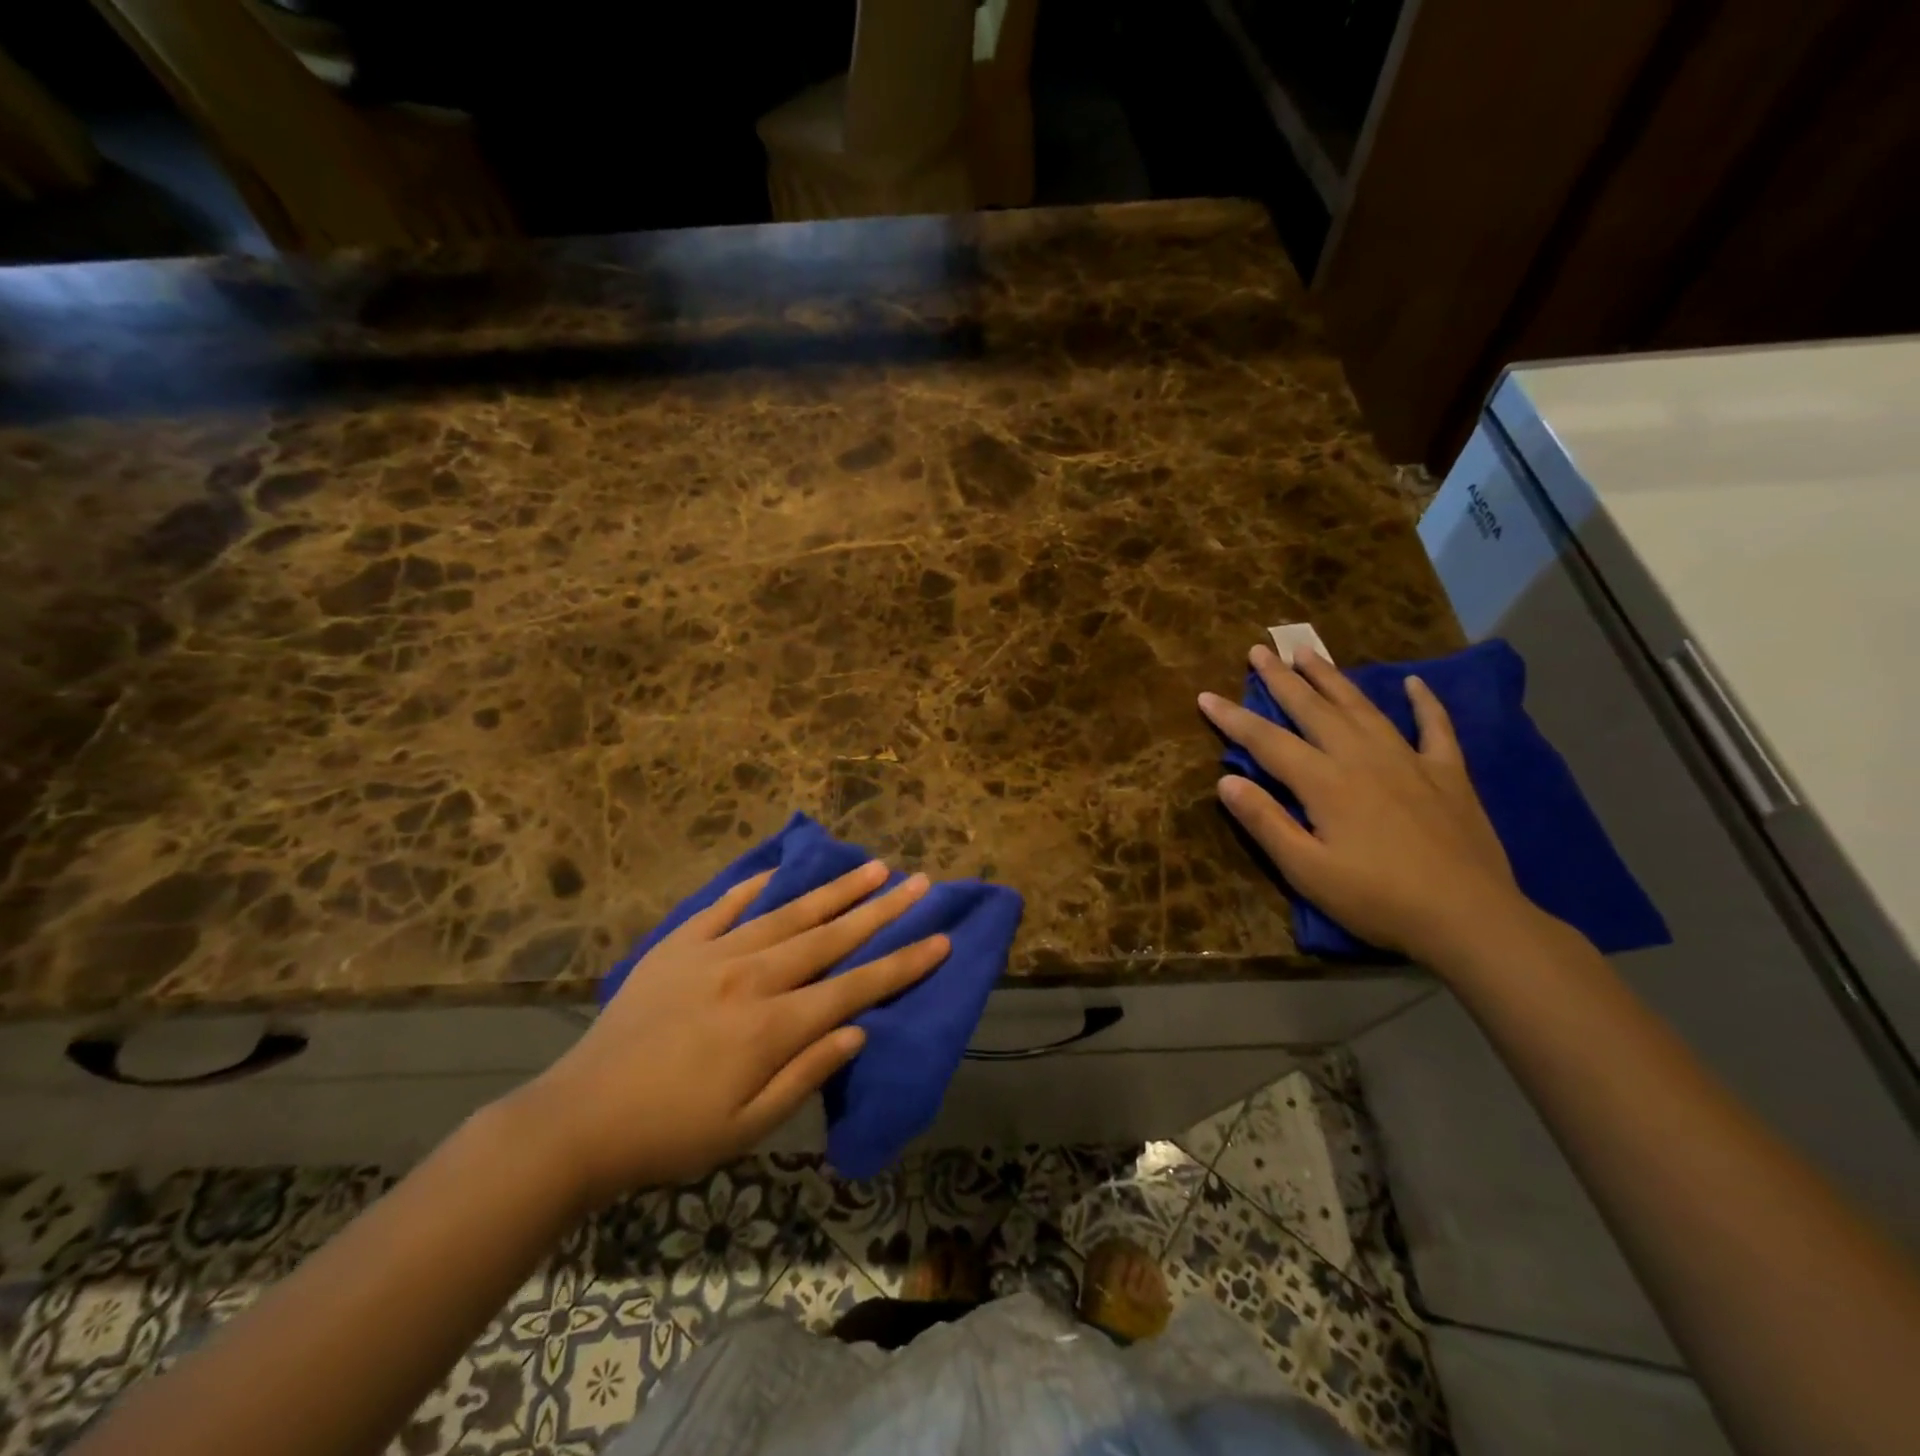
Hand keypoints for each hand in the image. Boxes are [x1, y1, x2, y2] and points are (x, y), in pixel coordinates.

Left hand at [512, 863, 947, 1204]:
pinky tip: (782, 869)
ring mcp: (713, 954)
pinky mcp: (679, 945)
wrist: (577, 1119)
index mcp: (771, 1027)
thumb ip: (805, 1074)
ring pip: (788, 913)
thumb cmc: (669, 1135)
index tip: (940, 937)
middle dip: (881, 910)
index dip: (901, 963)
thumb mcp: (746, 1130)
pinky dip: (757, 885)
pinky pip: (726, 905)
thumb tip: (857, 1030)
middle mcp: (751, 978)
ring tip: (872, 866)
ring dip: (835, 889)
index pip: (854, 988)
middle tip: (919, 881)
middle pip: (830, 937)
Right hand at [1199, 644, 1531, 963]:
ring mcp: (1409, 761)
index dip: (1233, 718)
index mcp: (1325, 782)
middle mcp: (1362, 758)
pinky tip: (1414, 683)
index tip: (1206, 696)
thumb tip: (1226, 780)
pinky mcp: (1448, 774)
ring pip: (1362, 707)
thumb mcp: (1307, 871)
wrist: (1470, 919)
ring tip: (1309, 652)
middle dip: (1281, 679)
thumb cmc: (1377, 900)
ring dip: (1332, 678)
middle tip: (1259, 650)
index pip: (1267, 741)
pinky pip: (1435, 727)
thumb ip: (1265, 822)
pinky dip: (1425, 703)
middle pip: (1313, 709)